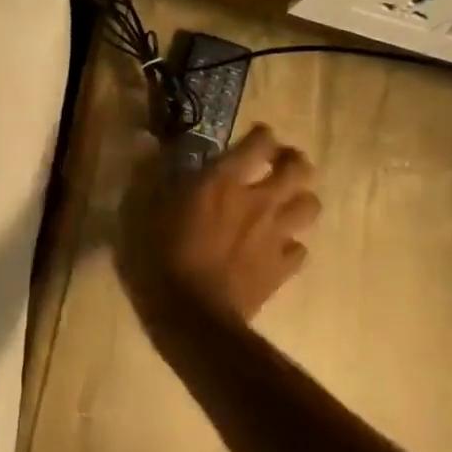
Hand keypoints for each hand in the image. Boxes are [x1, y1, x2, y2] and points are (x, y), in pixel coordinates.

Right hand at [115, 124, 320, 322]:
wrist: (191, 315)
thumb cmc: (159, 257)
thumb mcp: (140, 211)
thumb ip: (149, 174)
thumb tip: (146, 142)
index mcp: (223, 182)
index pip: (259, 144)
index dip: (262, 136)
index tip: (256, 137)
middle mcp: (258, 201)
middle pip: (299, 169)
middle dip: (293, 162)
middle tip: (279, 165)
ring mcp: (275, 236)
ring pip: (310, 207)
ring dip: (300, 201)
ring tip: (284, 205)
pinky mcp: (280, 269)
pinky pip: (300, 250)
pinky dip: (291, 246)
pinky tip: (277, 249)